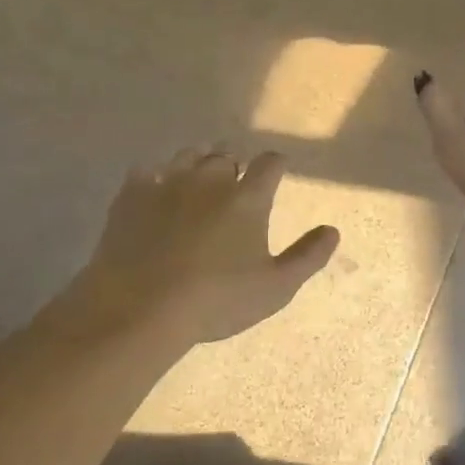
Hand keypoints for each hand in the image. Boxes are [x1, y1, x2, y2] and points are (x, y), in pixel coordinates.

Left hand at [63, 149, 338, 345]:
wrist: (140, 307)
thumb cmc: (217, 300)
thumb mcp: (276, 288)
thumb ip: (308, 256)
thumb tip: (332, 230)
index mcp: (247, 198)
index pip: (270, 163)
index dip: (277, 164)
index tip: (278, 171)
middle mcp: (210, 179)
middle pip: (226, 156)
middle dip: (234, 166)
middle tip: (234, 185)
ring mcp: (167, 182)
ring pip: (188, 156)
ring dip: (198, 164)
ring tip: (198, 182)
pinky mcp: (131, 194)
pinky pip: (147, 171)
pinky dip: (157, 177)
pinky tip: (156, 192)